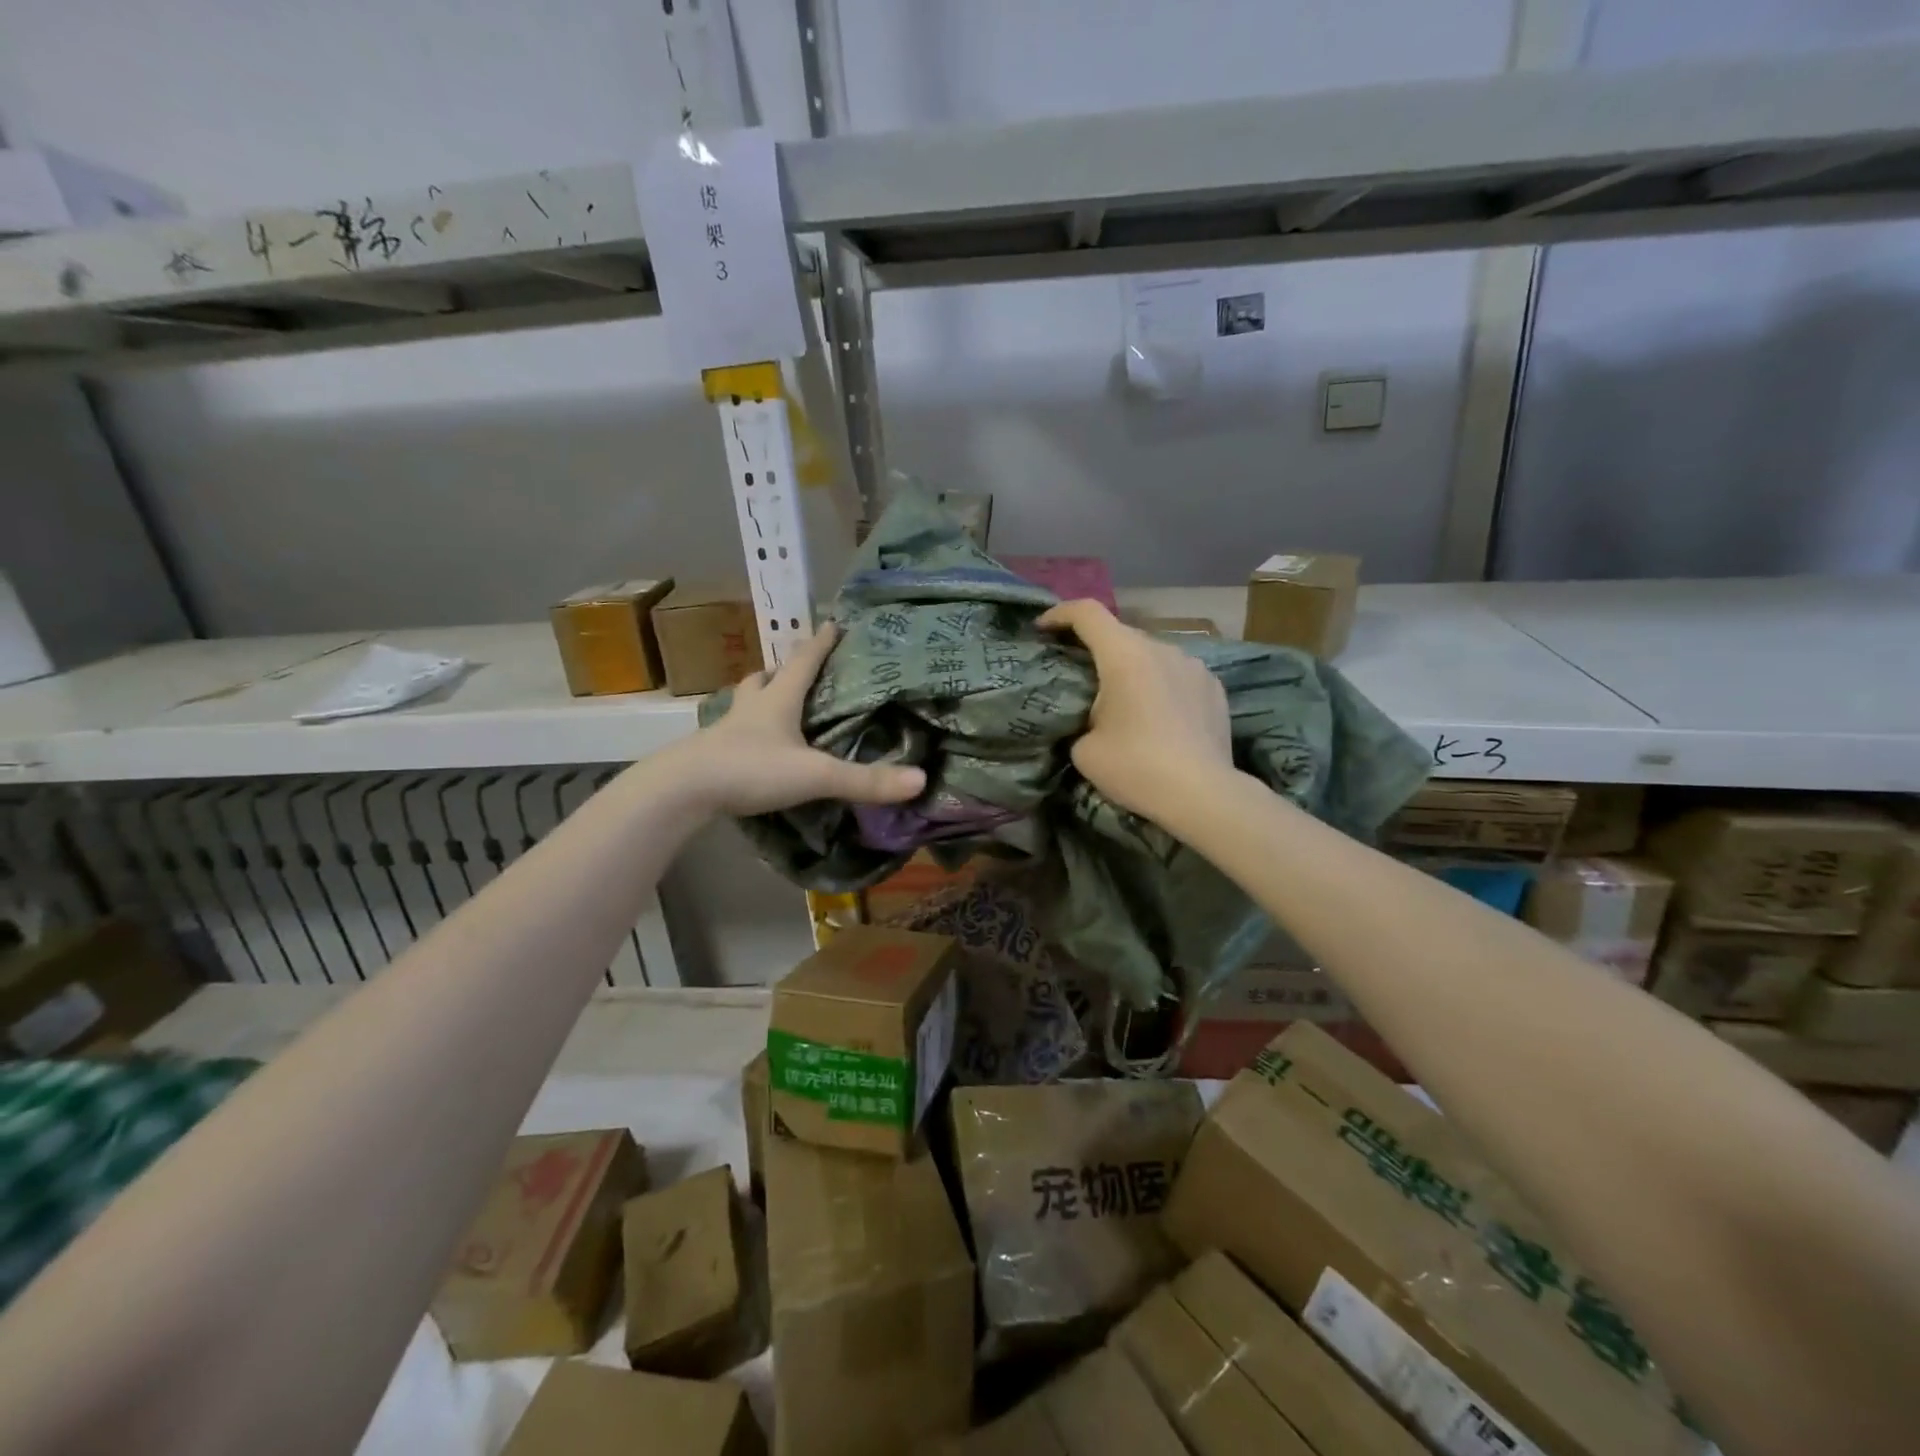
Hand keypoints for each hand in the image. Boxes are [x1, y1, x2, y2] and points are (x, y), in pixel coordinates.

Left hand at [678, 623, 925, 816]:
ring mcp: (725, 732)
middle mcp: (750, 709)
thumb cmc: (749, 769)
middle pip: (764, 679)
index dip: (820, 643)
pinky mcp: (710, 757)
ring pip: (743, 704)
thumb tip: (920, 780)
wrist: (681, 791)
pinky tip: (753, 748)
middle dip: (781, 670)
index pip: (803, 663)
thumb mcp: (814, 774)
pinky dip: (745, 734)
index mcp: (777, 701)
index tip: (833, 623)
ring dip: (758, 698)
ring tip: (772, 704)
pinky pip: (731, 736)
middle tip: (794, 670)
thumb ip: (865, 780)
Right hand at [1038, 599, 1236, 820]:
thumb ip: (1079, 720)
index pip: (1087, 613)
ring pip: (1152, 655)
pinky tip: (1159, 716)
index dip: (1060, 614)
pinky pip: (1177, 675)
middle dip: (1096, 649)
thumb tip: (1090, 721)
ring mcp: (1194, 665)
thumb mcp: (1084, 750)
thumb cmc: (1135, 767)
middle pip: (1120, 634)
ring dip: (1132, 669)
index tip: (1042, 629)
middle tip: (1080, 677)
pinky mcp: (1214, 687)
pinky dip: (1161, 685)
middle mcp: (1162, 648)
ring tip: (1125, 702)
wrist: (1202, 795)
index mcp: (1125, 655)